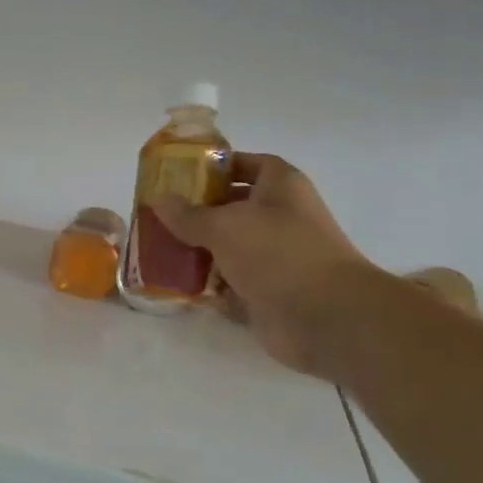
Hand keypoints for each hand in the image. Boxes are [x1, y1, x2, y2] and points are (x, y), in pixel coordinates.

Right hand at [152, 153, 383, 377]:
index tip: (179, 176)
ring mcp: (274, 258)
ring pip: (228, 248)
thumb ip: (188, 214)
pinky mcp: (266, 292)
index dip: (216, 167)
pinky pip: (230, 284)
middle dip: (195, 213)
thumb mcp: (225, 226)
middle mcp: (280, 218)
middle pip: (231, 208)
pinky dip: (207, 286)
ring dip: (197, 251)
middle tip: (157, 217)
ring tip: (157, 251)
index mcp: (281, 188)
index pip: (247, 164)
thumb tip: (158, 199)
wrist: (326, 318)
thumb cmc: (278, 254)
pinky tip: (175, 285)